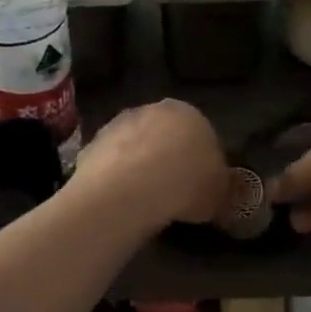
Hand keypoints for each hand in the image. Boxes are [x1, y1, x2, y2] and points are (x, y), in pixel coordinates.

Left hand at [72, 99, 227, 228]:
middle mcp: (152, 110)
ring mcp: (117, 125)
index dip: (200, 163)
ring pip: (134, 148)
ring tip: (144, 201)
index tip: (198, 187)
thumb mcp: (218, 194)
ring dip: (138, 167)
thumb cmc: (186, 185)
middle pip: (163, 136)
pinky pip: (110, 164)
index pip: (200, 135)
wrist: (130, 190)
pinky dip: (115, 179)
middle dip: (167, 159)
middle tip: (171, 193)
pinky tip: (120, 201)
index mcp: (189, 113)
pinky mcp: (91, 145)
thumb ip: (219, 188)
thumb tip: (217, 193)